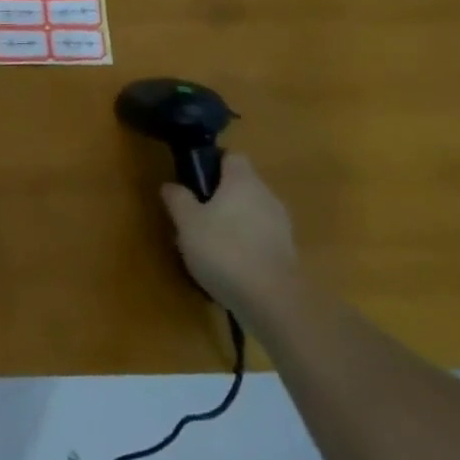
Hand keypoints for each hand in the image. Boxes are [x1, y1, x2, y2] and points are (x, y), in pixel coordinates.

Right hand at [159, 152, 296, 315]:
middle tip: (195, 215)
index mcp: (243, 180)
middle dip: (220, 196)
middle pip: (242, 185)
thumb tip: (170, 185)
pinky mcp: (288, 253)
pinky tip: (230, 265)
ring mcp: (282, 226)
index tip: (194, 180)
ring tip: (210, 244)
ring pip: (252, 212)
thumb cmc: (224, 250)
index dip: (212, 163)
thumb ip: (178, 199)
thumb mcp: (187, 223)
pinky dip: (246, 244)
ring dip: (234, 222)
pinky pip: (261, 238)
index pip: (231, 157)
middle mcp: (266, 196)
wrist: (273, 302)